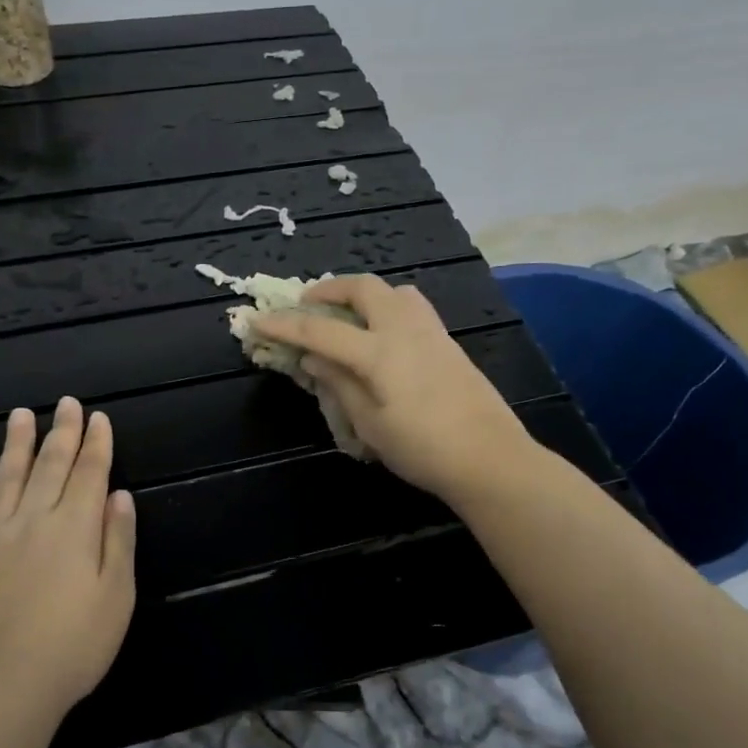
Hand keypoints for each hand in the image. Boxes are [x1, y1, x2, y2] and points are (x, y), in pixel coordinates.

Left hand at [0, 397, 136, 722]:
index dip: (97, 443)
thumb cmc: (71, 647)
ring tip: (21, 415)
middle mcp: (34, 520)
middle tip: (66, 402)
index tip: (98, 417)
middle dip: (62, 432)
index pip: (90, 472)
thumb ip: (119, 542)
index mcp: (75, 527)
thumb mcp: (117, 597)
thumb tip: (120, 496)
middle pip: (50, 465)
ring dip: (16, 444)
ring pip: (7, 477)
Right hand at [254, 276, 535, 504]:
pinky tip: (381, 335)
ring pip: (393, 291)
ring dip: (363, 293)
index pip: (320, 331)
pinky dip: (386, 307)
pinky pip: (411, 307)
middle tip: (308, 304)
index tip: (257, 320)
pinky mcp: (448, 343)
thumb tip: (313, 358)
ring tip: (346, 315)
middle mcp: (405, 330)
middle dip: (329, 289)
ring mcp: (431, 332)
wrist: (490, 459)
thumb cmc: (423, 449)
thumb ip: (339, 384)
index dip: (285, 325)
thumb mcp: (370, 424)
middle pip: (363, 288)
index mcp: (379, 352)